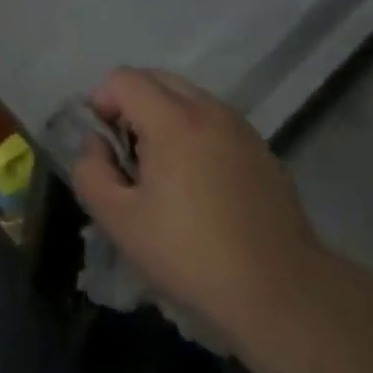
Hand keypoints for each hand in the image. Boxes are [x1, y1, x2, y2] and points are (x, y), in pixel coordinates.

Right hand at [70, 68, 325, 337]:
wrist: (281, 293)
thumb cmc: (191, 256)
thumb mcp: (120, 222)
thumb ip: (90, 172)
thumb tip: (96, 144)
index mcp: (173, 120)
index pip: (124, 79)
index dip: (101, 103)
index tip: (103, 146)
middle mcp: (209, 110)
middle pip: (156, 79)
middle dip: (131, 105)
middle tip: (127, 155)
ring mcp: (240, 128)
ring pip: (188, 98)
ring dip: (163, 117)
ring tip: (162, 171)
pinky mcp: (261, 150)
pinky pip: (214, 121)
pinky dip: (194, 133)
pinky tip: (198, 185)